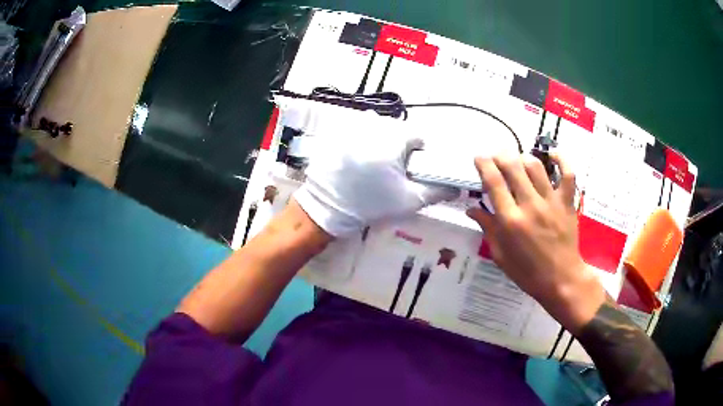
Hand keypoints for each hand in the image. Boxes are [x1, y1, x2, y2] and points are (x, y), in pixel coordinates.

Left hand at [279, 99, 457, 236]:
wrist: (326, 209)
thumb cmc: (370, 204)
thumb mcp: (409, 201)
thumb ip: (437, 191)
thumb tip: (456, 187)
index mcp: (393, 139)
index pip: (417, 137)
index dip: (418, 155)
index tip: (409, 171)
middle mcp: (373, 125)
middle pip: (397, 132)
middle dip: (398, 149)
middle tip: (388, 173)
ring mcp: (351, 127)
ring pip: (376, 129)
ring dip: (379, 143)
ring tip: (370, 167)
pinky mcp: (336, 132)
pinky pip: (357, 131)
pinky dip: (360, 141)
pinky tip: (354, 161)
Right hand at [466, 154, 604, 332]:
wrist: (561, 280)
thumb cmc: (527, 272)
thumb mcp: (501, 255)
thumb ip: (488, 229)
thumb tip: (472, 210)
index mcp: (510, 221)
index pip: (493, 182)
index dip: (484, 164)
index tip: (479, 157)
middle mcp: (530, 205)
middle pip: (513, 167)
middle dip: (500, 155)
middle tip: (496, 156)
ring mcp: (551, 202)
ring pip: (536, 166)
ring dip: (522, 157)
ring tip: (518, 159)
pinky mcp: (567, 202)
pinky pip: (567, 173)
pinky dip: (561, 159)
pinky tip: (552, 154)